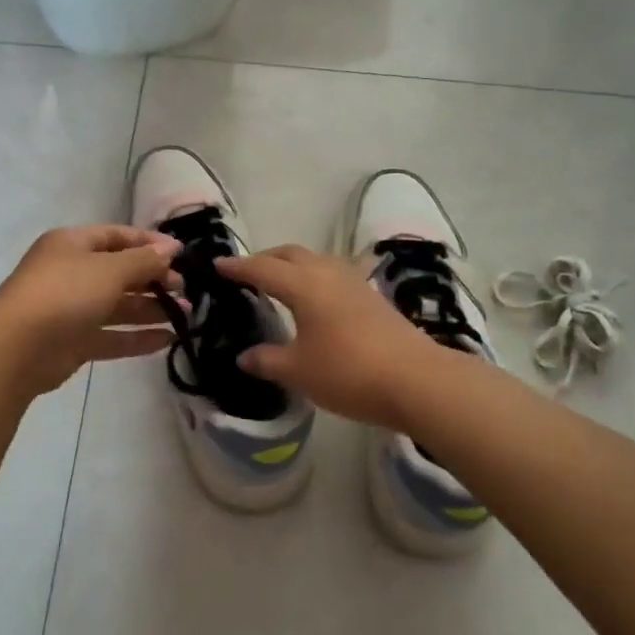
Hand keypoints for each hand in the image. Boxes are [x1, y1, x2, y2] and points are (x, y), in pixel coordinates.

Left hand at [0, 225, 183, 395]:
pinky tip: (167, 340)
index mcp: (73, 244)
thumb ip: (144, 261)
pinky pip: (111, 336)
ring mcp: (71, 309)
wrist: (16, 349)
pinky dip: (137, 337)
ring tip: (186, 316)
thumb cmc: (64, 294)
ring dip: (150, 309)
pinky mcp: (73, 342)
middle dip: (154, 279)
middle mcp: (72, 273)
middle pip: (120, 272)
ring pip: (118, 306)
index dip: (150, 243)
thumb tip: (171, 248)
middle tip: (186, 290)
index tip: (182, 254)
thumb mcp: (109, 270)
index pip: (117, 236)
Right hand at [216, 245, 441, 428]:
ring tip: (279, 283)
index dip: (237, 267)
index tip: (217, 265)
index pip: (261, 268)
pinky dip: (314, 277)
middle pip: (289, 254)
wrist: (417, 379)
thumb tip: (245, 356)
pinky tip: (315, 299)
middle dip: (264, 258)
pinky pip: (333, 274)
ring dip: (292, 265)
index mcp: (302, 284)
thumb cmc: (348, 372)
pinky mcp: (372, 295)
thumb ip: (267, 360)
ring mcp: (354, 281)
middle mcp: (327, 273)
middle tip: (245, 273)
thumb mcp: (298, 371)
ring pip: (314, 260)